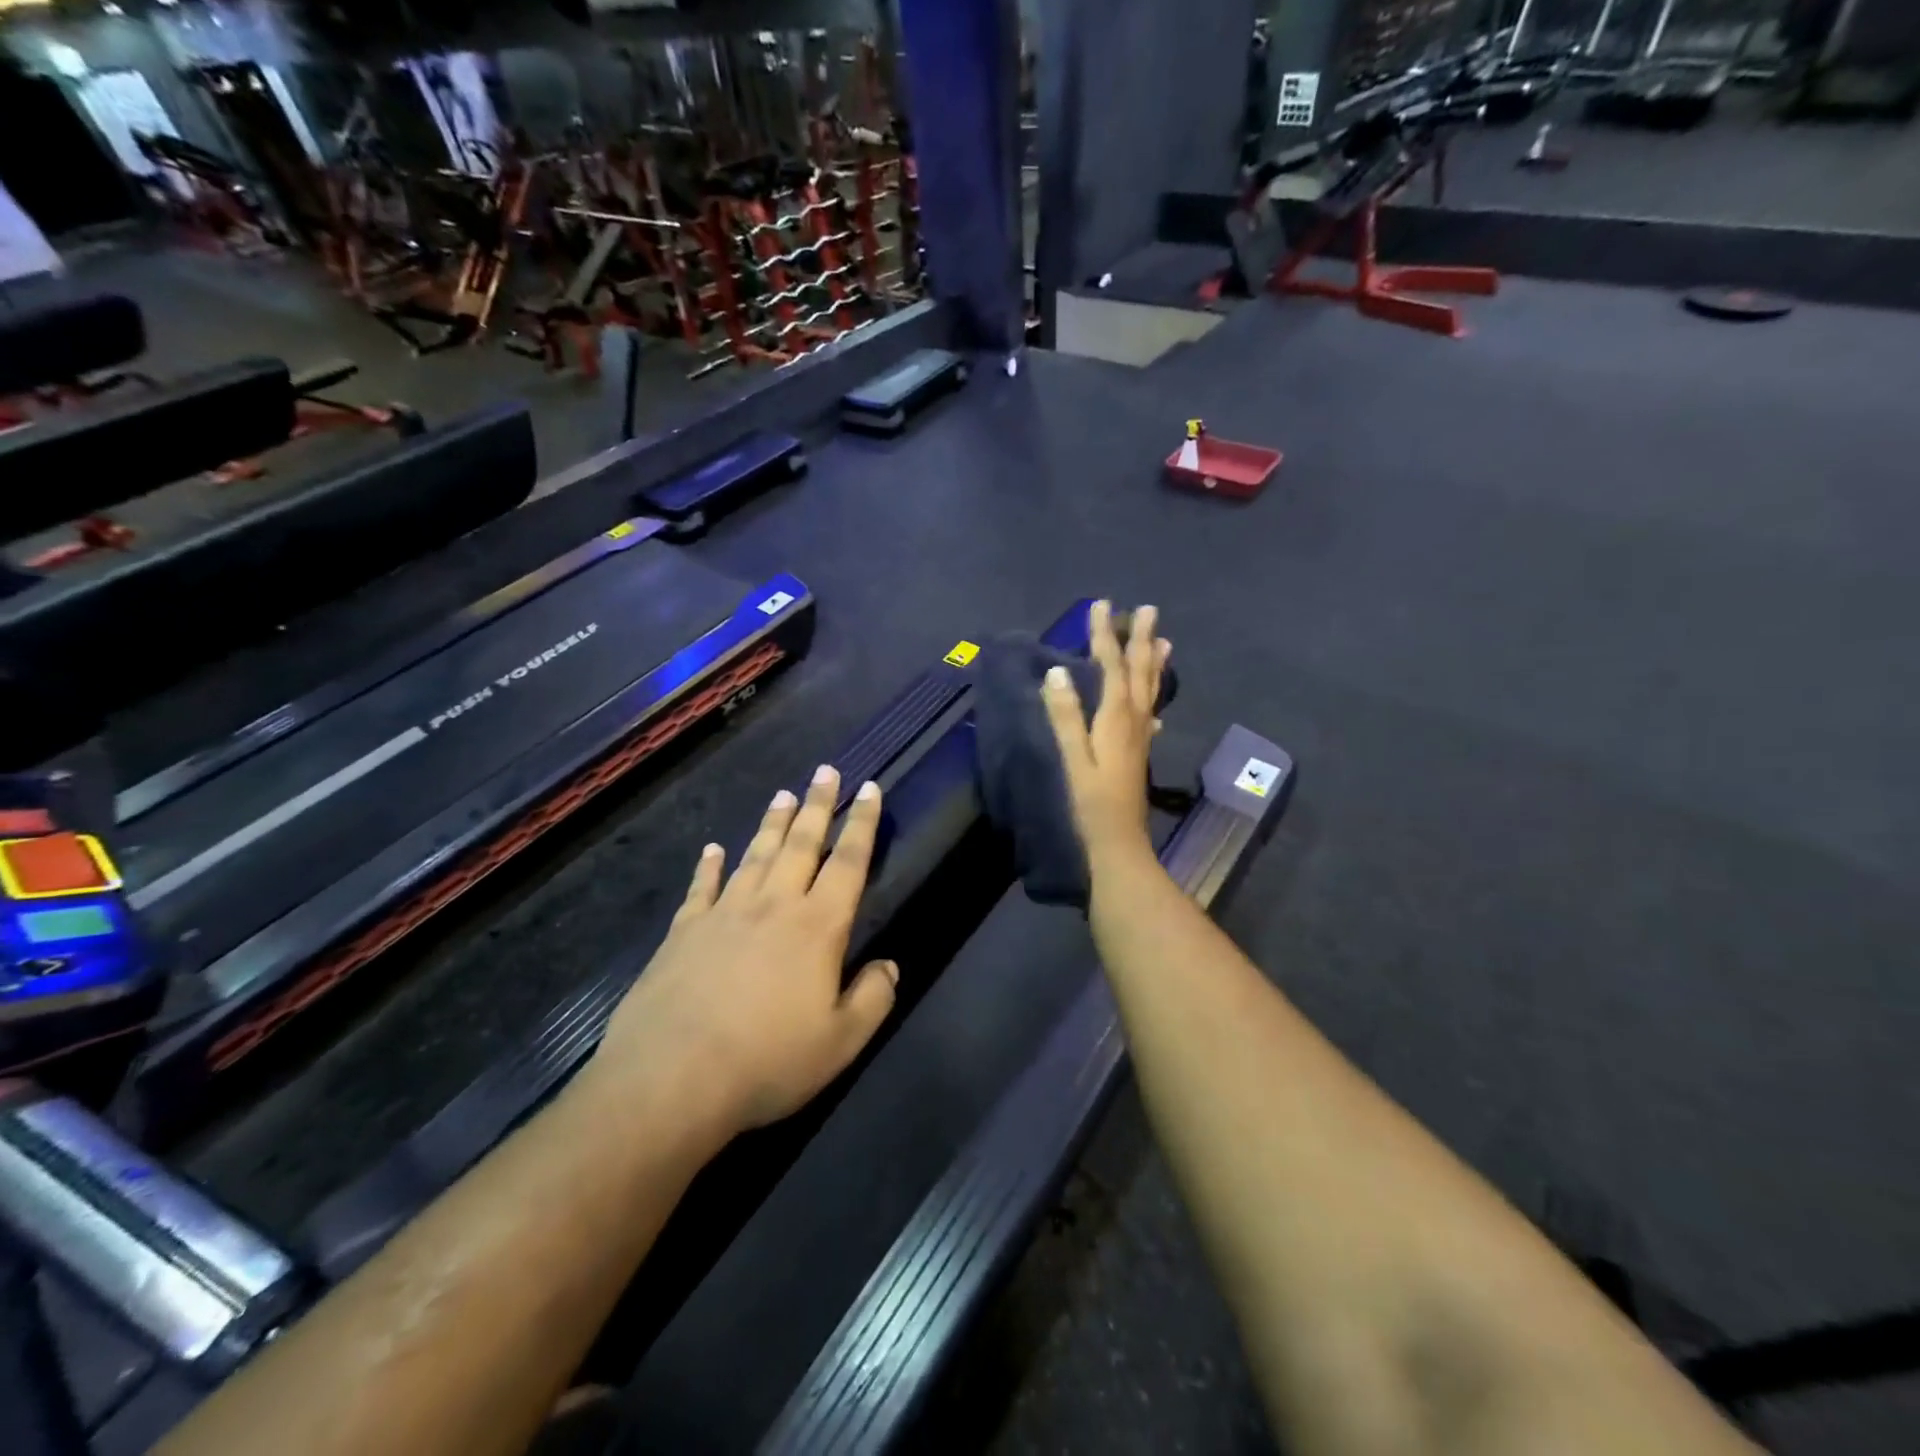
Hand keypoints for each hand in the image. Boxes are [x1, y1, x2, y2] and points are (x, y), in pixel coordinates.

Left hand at [594, 766, 896, 1139]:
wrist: (672, 1079)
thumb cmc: (767, 1061)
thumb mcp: (840, 1042)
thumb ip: (873, 998)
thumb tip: (889, 966)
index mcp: (817, 927)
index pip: (848, 862)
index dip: (861, 823)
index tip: (869, 789)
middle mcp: (773, 906)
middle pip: (801, 844)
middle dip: (817, 805)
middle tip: (825, 770)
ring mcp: (724, 913)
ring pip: (755, 855)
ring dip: (772, 823)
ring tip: (782, 794)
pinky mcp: (684, 931)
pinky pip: (702, 887)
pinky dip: (709, 865)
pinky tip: (712, 849)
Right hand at [1041, 600, 1171, 862]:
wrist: (1119, 842)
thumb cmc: (1092, 803)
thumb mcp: (1074, 759)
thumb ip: (1066, 717)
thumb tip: (1057, 673)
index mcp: (1116, 718)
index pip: (1111, 666)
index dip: (1105, 635)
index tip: (1102, 605)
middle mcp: (1134, 721)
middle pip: (1139, 672)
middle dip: (1139, 639)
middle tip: (1147, 608)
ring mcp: (1141, 737)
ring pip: (1151, 690)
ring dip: (1154, 663)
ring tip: (1164, 640)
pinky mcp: (1140, 751)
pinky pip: (1151, 712)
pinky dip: (1154, 697)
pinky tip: (1156, 702)